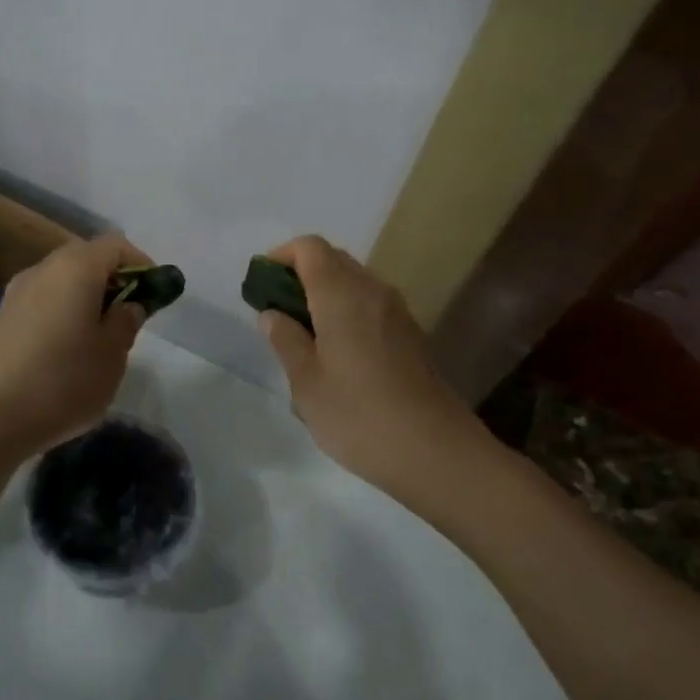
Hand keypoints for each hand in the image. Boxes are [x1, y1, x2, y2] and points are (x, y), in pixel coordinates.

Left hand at [0, 234, 149, 462]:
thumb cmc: (62, 381)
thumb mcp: (112, 355)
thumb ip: (126, 322)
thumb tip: (127, 305)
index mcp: (76, 267)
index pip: (116, 245)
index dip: (140, 263)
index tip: (154, 293)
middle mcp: (43, 269)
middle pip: (85, 259)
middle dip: (112, 281)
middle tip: (128, 317)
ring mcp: (16, 293)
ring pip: (62, 282)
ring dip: (85, 299)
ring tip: (98, 339)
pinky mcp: (0, 319)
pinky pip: (42, 303)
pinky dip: (61, 315)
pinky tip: (65, 354)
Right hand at [257, 235, 482, 503]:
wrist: (436, 452)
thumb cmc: (359, 415)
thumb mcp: (306, 382)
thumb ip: (285, 339)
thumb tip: (273, 314)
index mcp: (342, 293)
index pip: (309, 247)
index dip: (281, 257)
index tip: (262, 288)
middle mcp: (372, 290)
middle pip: (332, 259)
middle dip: (300, 275)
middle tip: (279, 314)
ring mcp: (397, 311)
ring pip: (353, 282)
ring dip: (324, 295)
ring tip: (305, 338)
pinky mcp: (410, 334)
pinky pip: (370, 305)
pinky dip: (346, 312)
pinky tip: (338, 356)